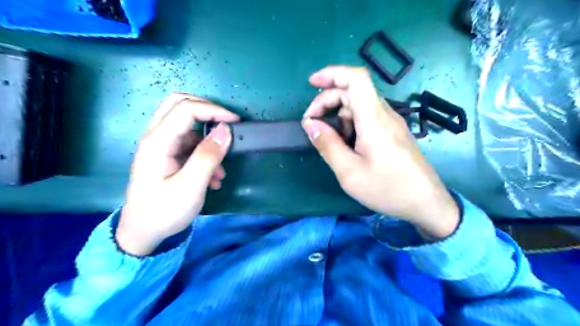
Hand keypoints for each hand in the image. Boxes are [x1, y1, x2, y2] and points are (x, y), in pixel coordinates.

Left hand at [116, 93, 238, 255]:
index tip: (236, 122)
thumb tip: (226, 130)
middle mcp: (156, 137)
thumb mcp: (190, 186)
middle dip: (207, 110)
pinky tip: (213, 177)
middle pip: (179, 105)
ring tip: (220, 169)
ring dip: (208, 140)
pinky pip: (189, 144)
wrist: (143, 233)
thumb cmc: (164, 211)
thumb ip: (208, 156)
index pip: (186, 109)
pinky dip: (205, 153)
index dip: (214, 110)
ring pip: (187, 125)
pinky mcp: (167, 156)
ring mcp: (161, 146)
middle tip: (226, 123)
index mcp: (157, 142)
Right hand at [302, 66, 459, 238]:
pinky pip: (366, 117)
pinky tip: (346, 144)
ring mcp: (390, 122)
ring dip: (337, 115)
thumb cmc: (388, 189)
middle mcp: (383, 114)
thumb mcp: (349, 172)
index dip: (332, 73)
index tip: (312, 83)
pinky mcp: (392, 132)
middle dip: (327, 101)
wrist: (426, 203)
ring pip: (358, 105)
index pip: (356, 79)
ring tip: (329, 140)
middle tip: (312, 125)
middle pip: (352, 91)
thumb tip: (310, 124)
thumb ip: (328, 145)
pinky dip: (349, 124)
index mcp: (373, 119)